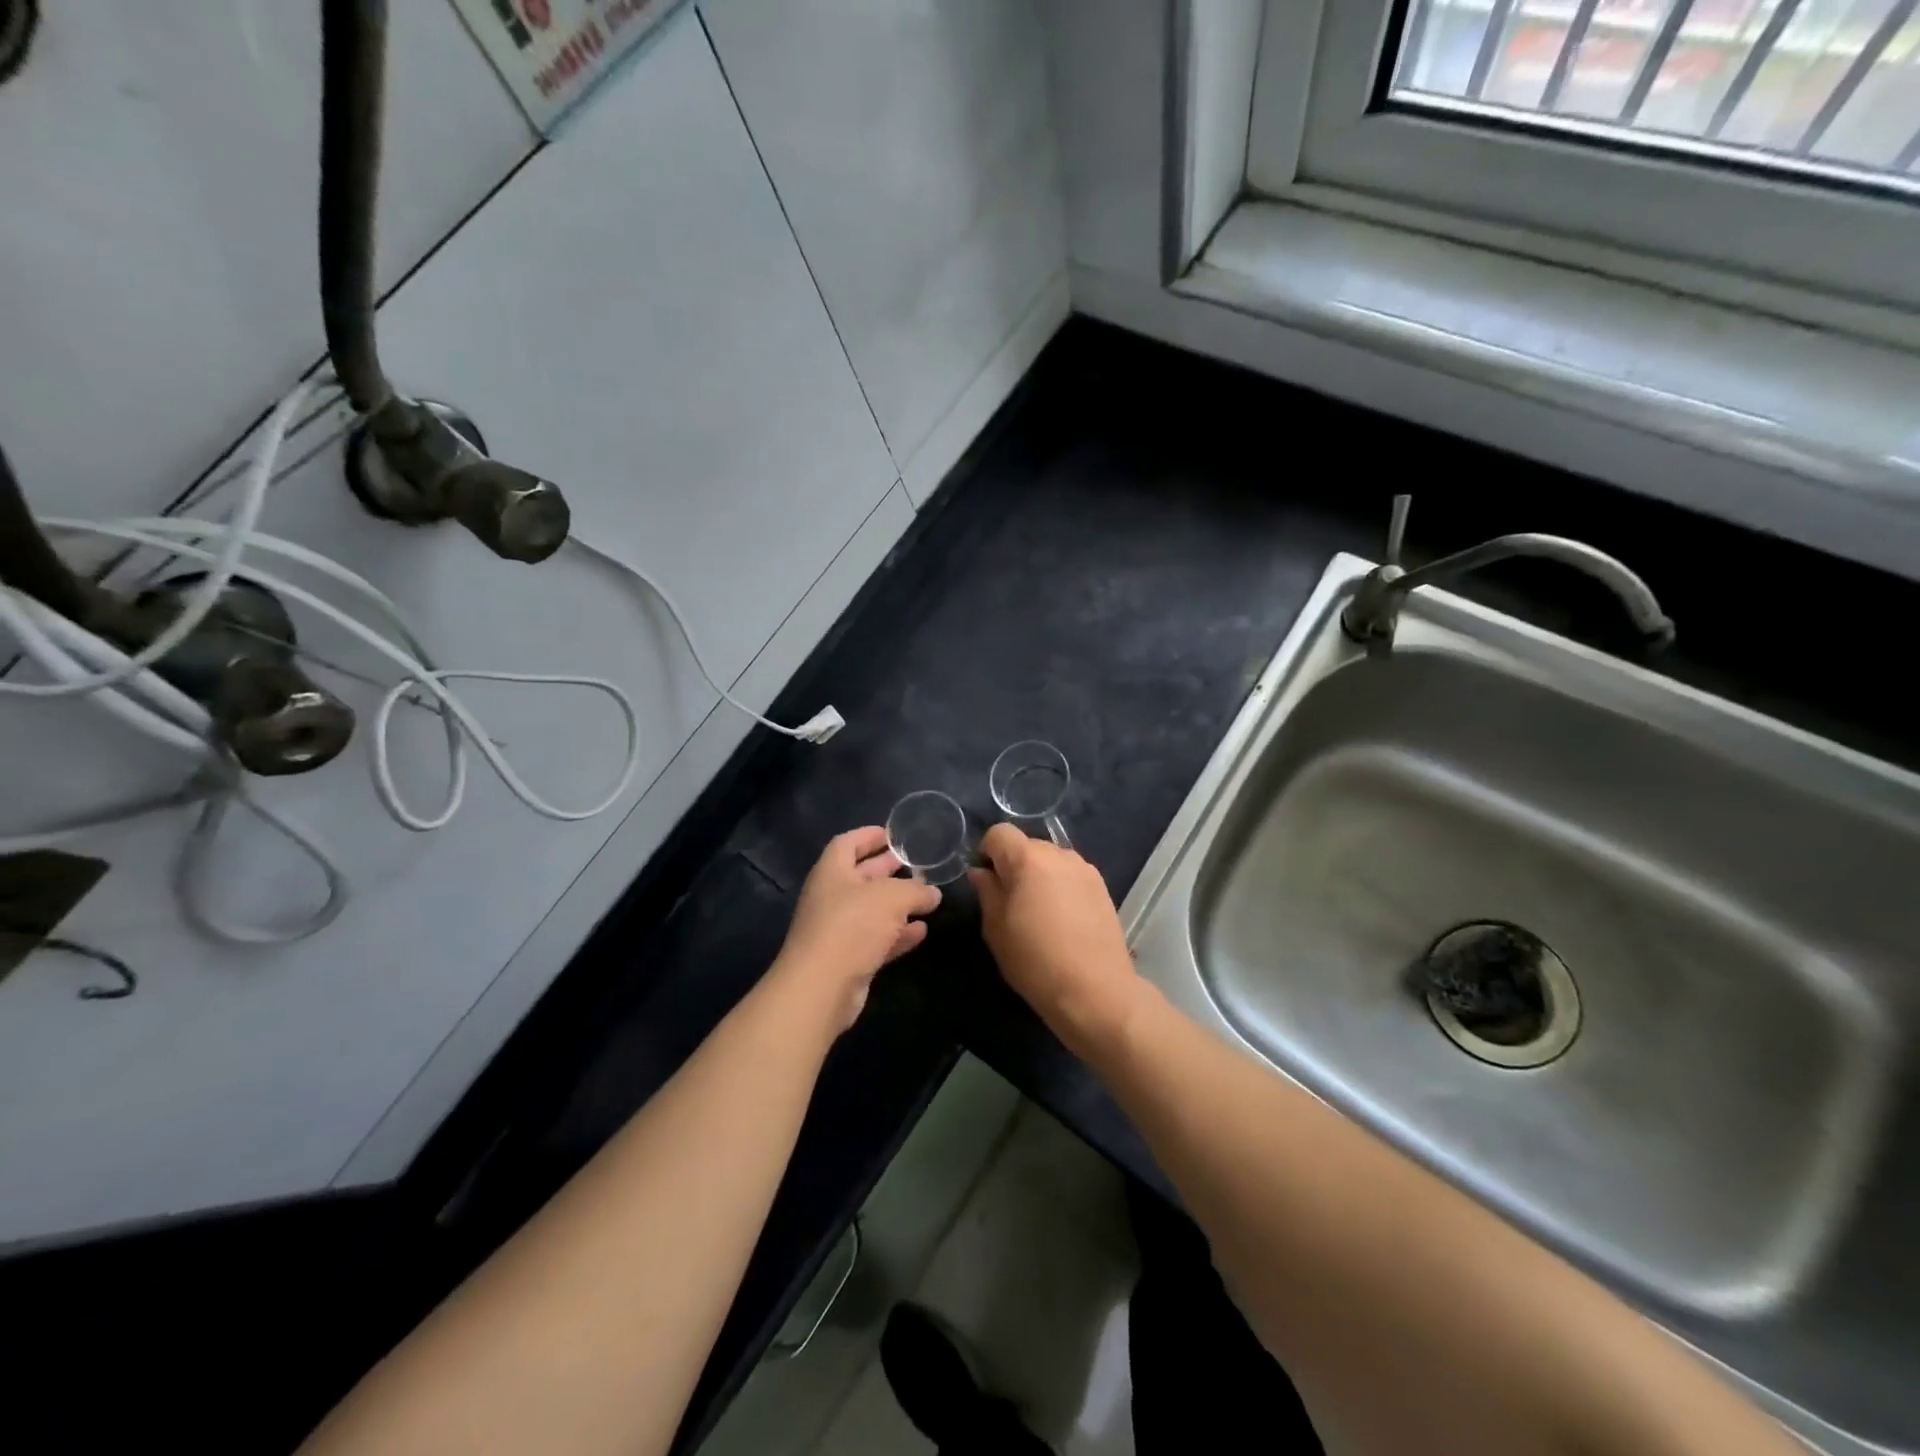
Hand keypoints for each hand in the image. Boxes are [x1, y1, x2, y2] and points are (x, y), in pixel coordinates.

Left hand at [772, 827, 941, 1032]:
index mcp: (832, 872)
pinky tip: (921, 931)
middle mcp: (831, 897)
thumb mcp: (891, 898)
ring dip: (897, 904)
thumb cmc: (851, 926)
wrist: (821, 987)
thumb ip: (915, 890)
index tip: (892, 833)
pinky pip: (876, 940)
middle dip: (888, 868)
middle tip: (916, 863)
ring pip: (871, 910)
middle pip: (861, 876)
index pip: (847, 843)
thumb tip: (932, 893)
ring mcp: (838, 930)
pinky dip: (898, 934)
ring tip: (927, 897)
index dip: (868, 835)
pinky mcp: (848, 959)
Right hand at [969, 824, 1140, 1051]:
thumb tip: (981, 872)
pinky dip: (1060, 886)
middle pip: (1027, 844)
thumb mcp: (996, 929)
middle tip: (1010, 902)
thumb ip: (987, 892)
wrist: (1095, 990)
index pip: (999, 833)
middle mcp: (1059, 854)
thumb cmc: (1035, 961)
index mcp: (1028, 859)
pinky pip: (1070, 874)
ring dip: (1038, 875)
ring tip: (1038, 912)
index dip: (987, 852)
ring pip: (1050, 859)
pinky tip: (1062, 919)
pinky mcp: (1102, 887)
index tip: (986, 882)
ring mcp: (1085, 869)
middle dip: (1013, 864)